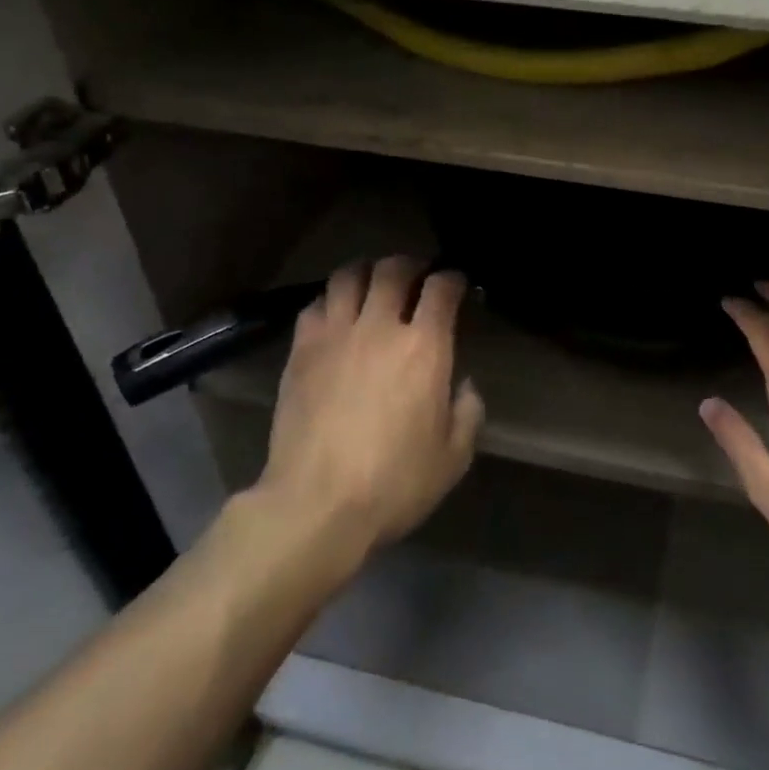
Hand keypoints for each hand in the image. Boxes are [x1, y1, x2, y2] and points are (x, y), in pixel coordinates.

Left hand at [259, 255, 483, 554]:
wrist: (315, 504)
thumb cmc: (394, 482)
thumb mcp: (453, 457)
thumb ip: (468, 412)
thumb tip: (463, 386)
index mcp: (424, 347)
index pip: (441, 289)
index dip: (453, 278)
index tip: (456, 283)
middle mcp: (379, 327)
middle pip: (393, 270)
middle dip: (410, 264)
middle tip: (416, 275)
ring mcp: (335, 336)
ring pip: (348, 276)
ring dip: (366, 272)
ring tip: (373, 283)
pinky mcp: (301, 352)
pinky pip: (314, 305)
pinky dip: (330, 299)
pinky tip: (336, 314)